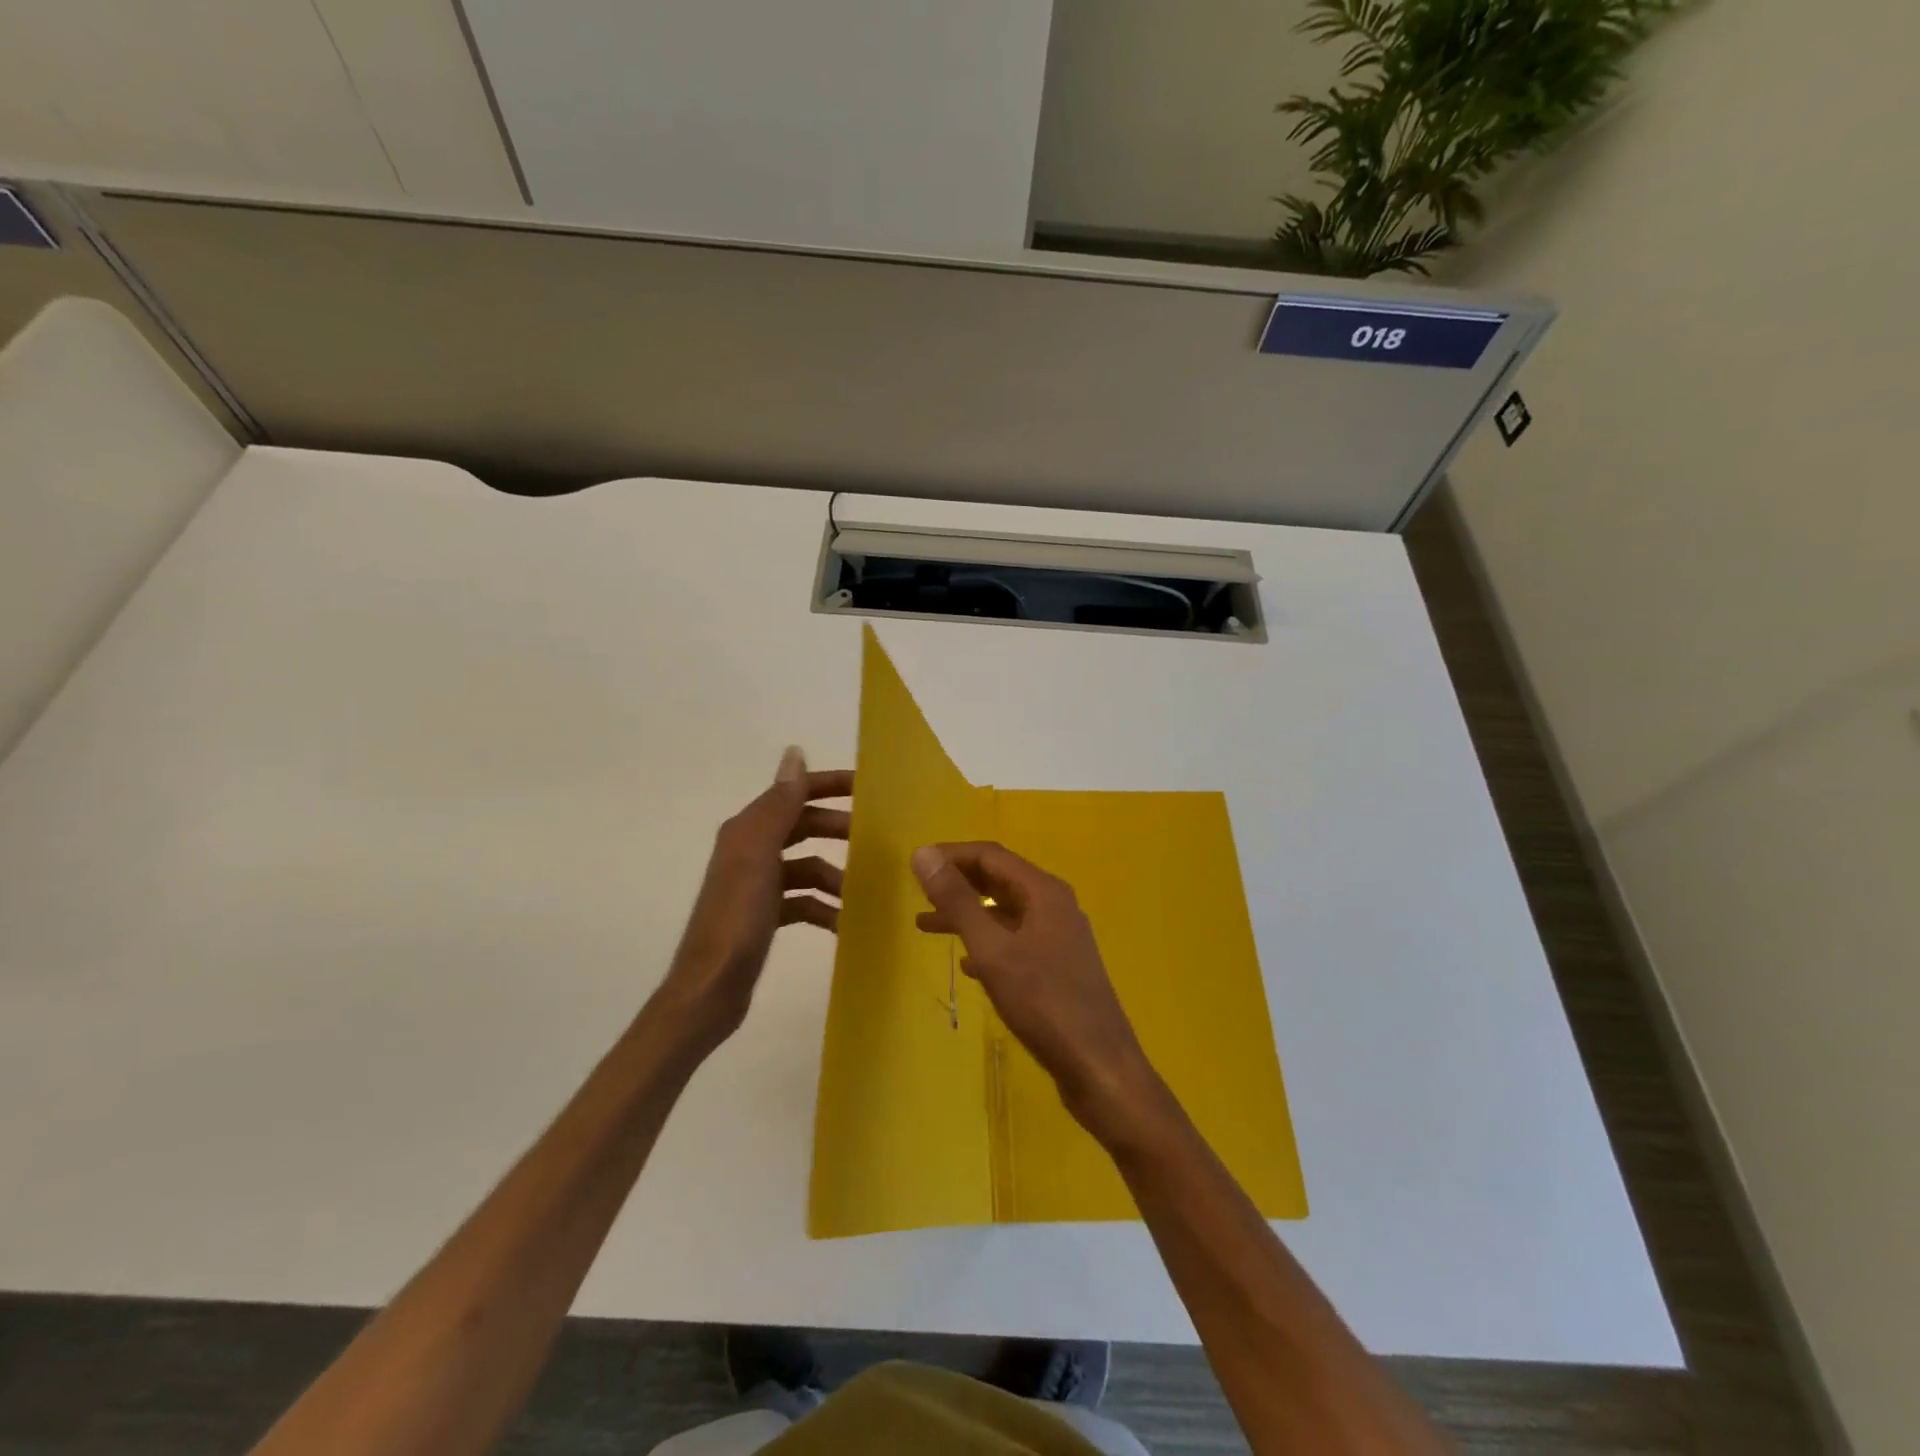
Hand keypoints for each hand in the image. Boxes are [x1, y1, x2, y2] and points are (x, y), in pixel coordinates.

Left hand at [653, 747, 851, 1052]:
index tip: (868, 787)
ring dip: (835, 875)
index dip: (828, 785)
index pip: (793, 792)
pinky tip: (845, 922)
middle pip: (803, 826)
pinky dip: (824, 907)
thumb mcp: (760, 856)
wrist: (709, 989)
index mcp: (747, 831)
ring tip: (864, 892)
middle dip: (838, 829)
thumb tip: (795, 752)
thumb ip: (779, 805)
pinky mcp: (764, 916)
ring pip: (807, 866)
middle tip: (876, 839)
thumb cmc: (737, 919)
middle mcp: (750, 851)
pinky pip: (803, 901)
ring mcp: (757, 886)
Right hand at [911, 841, 1161, 1144]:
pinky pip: (1016, 941)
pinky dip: (988, 944)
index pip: (991, 855)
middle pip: (999, 880)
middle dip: (958, 884)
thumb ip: (957, 901)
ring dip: (968, 915)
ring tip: (927, 927)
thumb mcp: (992, 949)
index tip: (915, 865)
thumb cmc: (1043, 1002)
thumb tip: (923, 854)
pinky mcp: (1060, 967)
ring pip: (1005, 913)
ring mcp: (1060, 937)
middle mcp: (1055, 906)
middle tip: (918, 893)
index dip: (951, 855)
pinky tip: (967, 965)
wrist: (1098, 1066)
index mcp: (1043, 892)